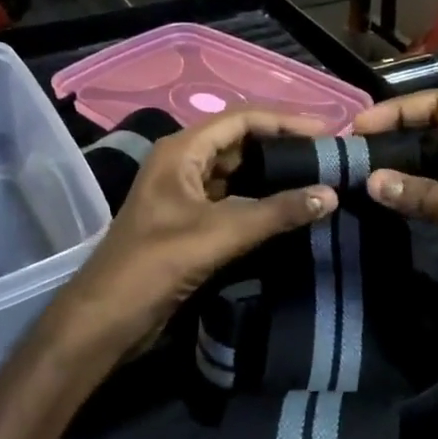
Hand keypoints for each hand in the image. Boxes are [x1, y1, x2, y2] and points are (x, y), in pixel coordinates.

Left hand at [43, 108, 339, 360]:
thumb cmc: (156, 264)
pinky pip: (233, 200)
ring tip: (319, 179)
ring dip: (274, 175)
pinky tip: (291, 209)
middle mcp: (183, 164)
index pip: (241, 119)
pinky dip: (262, 201)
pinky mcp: (190, 223)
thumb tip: (330, 193)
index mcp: (182, 151)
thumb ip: (276, 212)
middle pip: (241, 142)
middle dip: (283, 146)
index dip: (286, 121)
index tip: (328, 131)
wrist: (107, 319)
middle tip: (329, 156)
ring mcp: (186, 194)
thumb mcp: (220, 233)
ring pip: (238, 173)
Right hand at [352, 91, 437, 350]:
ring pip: (436, 165)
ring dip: (403, 168)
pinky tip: (389, 204)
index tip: (356, 128)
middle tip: (351, 154)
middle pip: (435, 131)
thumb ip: (430, 194)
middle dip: (396, 136)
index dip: (398, 110)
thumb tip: (371, 182)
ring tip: (360, 176)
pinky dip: (416, 197)